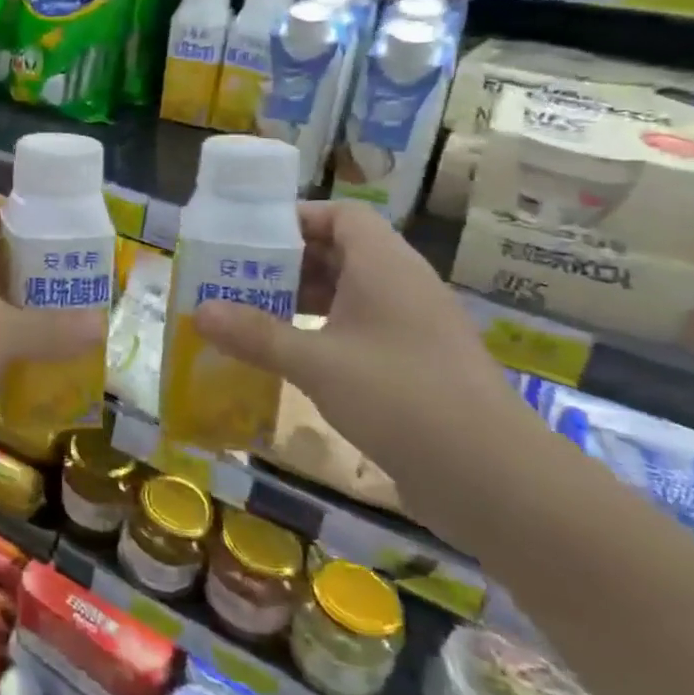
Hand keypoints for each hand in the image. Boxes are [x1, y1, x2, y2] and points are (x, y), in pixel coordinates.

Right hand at [193, 201, 516, 473]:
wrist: (494, 479)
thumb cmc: (400, 398)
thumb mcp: (316, 363)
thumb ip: (256, 334)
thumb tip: (199, 312)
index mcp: (385, 266)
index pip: (342, 216)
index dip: (297, 219)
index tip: (249, 238)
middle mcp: (402, 286)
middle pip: (341, 253)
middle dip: (288, 263)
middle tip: (237, 278)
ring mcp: (413, 328)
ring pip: (350, 294)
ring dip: (303, 300)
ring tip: (253, 315)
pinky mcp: (416, 365)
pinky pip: (362, 330)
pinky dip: (324, 333)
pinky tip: (291, 358)